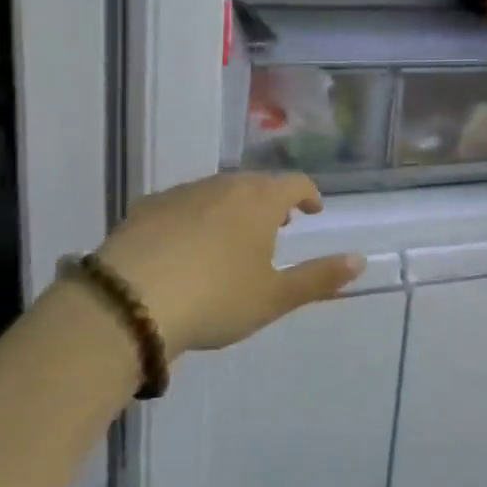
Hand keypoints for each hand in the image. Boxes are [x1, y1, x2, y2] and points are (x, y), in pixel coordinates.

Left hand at [94, 173, 363, 356]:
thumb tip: (359, 260)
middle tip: (276, 225)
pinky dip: (194, 217)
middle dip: (270, 201)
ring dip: (232, 207)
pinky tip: (185, 245)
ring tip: (232, 236)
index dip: (308, 195)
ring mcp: (181, 193)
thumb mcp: (273, 297)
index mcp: (259, 201)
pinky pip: (182, 204)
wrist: (127, 303)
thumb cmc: (215, 299)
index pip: (294, 183)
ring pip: (217, 191)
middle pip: (255, 184)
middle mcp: (222, 185)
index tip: (312, 211)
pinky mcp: (146, 207)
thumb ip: (318, 278)